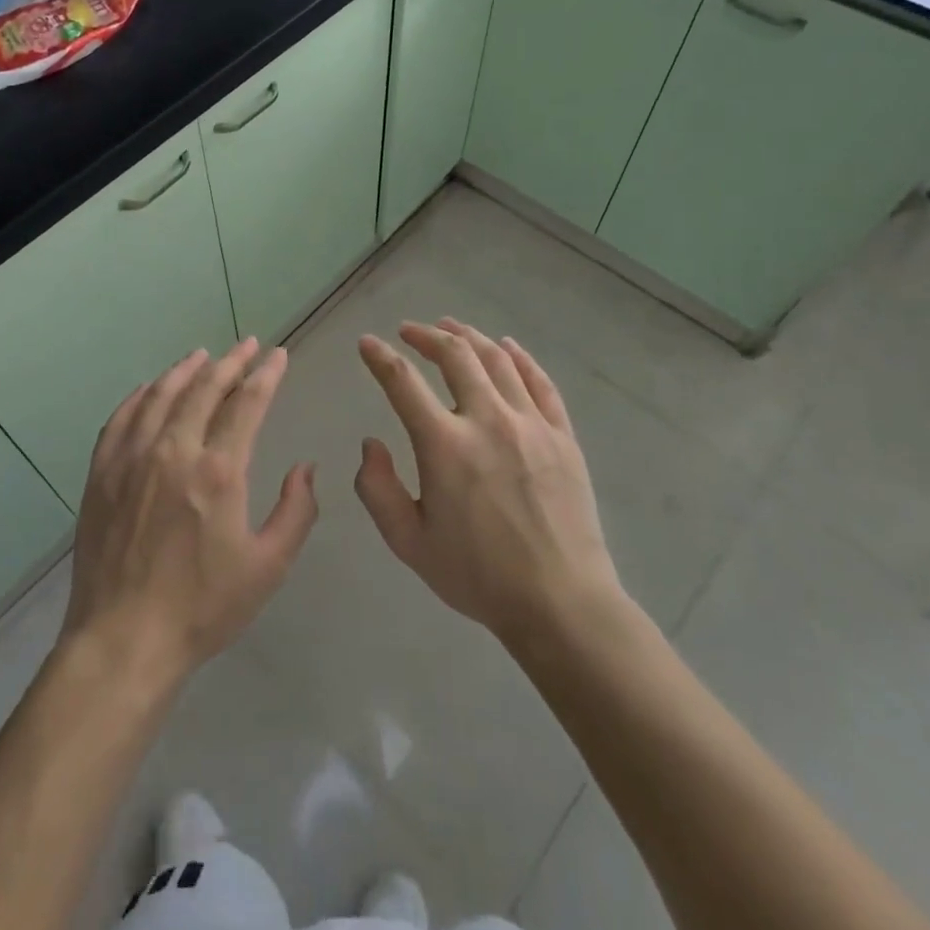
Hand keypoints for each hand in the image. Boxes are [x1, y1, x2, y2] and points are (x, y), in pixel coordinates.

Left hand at [61, 338, 317, 690]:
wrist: (123, 640)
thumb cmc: (202, 607)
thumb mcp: (268, 567)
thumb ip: (296, 511)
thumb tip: (305, 467)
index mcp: (218, 470)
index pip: (247, 403)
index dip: (266, 374)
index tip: (277, 355)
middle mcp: (173, 450)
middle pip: (204, 388)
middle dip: (230, 362)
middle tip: (247, 344)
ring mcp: (131, 458)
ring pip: (161, 395)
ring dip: (186, 370)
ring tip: (203, 355)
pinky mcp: (102, 473)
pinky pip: (122, 418)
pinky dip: (141, 395)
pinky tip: (151, 388)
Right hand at [355, 320, 623, 645]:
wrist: (560, 602)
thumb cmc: (477, 575)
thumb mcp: (409, 542)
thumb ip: (378, 489)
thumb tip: (371, 443)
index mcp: (444, 444)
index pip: (402, 382)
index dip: (380, 357)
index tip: (367, 344)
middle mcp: (487, 419)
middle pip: (455, 356)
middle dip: (426, 335)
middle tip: (409, 330)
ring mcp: (530, 423)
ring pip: (497, 360)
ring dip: (469, 336)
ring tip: (451, 326)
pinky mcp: (562, 435)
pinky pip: (540, 382)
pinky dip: (520, 357)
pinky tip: (507, 347)